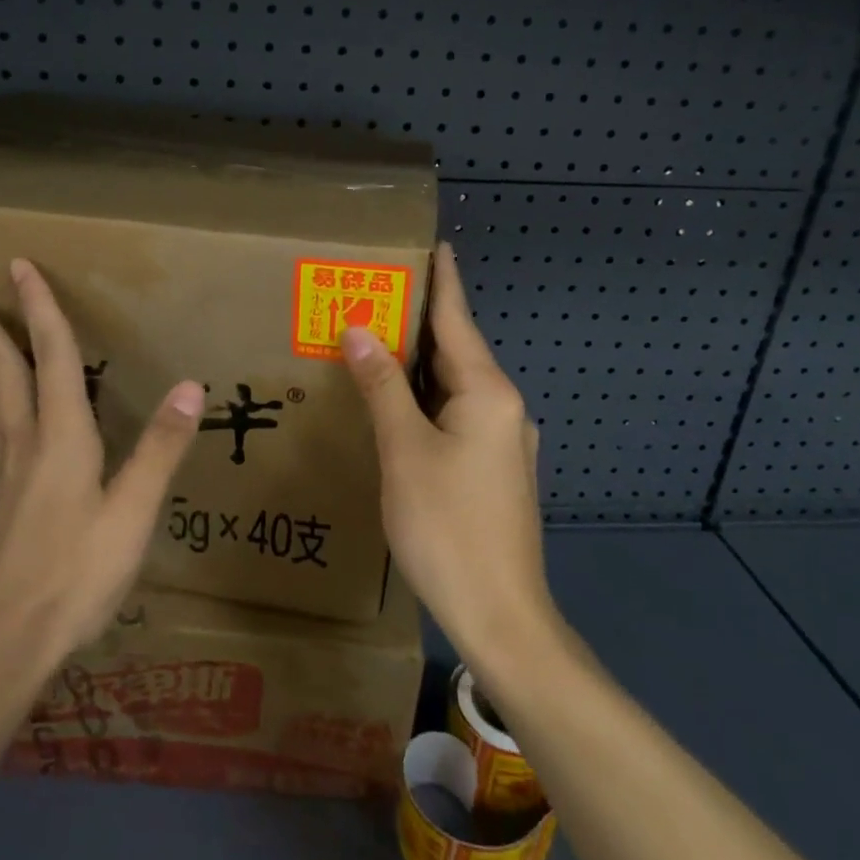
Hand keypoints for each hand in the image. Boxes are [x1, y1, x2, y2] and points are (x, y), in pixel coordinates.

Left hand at [0, 259, 205, 669]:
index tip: (20, 265)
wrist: (7, 641)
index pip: (51, 356)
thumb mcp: (132, 512)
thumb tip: (191, 385)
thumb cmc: (76, 575)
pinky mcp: (0, 496)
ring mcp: (7, 470)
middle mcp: (27, 441)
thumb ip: (160, 447)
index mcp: (62, 436)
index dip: (40, 308)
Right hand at [341, 242, 558, 679]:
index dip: (442, 279)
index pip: (457, 319)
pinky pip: (455, 414)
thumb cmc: (449, 526)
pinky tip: (397, 403)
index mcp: (487, 392)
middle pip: (455, 350)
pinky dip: (424, 397)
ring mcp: (502, 440)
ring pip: (453, 385)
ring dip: (417, 362)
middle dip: (416, 321)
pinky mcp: (493, 468)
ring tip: (375, 339)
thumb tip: (358, 329)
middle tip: (373, 292)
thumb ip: (382, 385)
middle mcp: (502, 407)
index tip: (433, 243)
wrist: (501, 616)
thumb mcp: (405, 450)